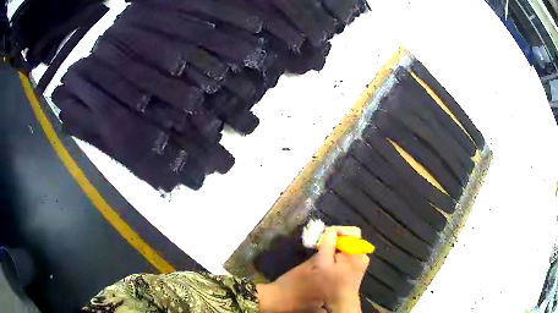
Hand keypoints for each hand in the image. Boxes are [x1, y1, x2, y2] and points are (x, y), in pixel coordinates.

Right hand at [257, 226, 368, 312]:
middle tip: (322, 243)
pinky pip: (350, 252)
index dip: (339, 230)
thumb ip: (328, 245)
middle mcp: (362, 254)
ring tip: (324, 251)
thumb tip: (330, 231)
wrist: (341, 301)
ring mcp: (362, 260)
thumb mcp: (323, 264)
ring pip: (350, 245)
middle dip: (336, 239)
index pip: (353, 232)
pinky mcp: (359, 265)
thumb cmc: (331, 283)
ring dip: (337, 246)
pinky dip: (340, 253)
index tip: (325, 235)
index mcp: (357, 252)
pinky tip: (331, 259)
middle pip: (351, 238)